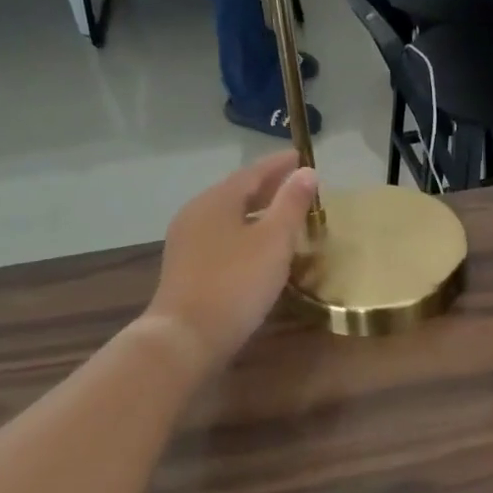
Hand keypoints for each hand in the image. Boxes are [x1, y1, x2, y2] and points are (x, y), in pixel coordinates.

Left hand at [146, 152, 318, 378]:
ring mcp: (186, 241)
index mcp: (216, 200)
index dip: (279, 164)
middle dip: (268, 187)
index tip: (301, 156)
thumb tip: (307, 172)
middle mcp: (196, 213)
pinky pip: (221, 237)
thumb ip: (291, 204)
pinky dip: (244, 233)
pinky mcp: (186, 267)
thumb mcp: (274, 241)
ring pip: (228, 216)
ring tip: (282, 215)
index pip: (253, 172)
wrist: (186, 336)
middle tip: (296, 185)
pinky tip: (258, 248)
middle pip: (237, 192)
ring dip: (256, 212)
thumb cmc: (236, 283)